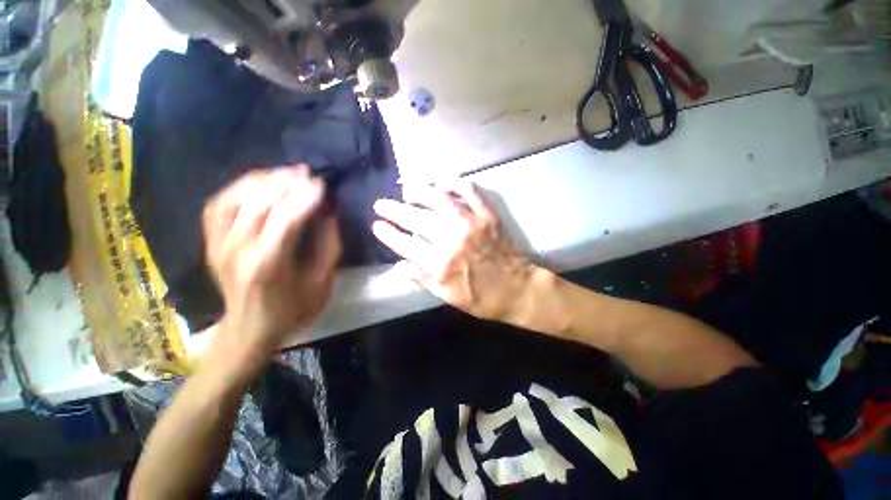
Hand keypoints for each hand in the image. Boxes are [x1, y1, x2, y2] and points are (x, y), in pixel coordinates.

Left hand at [202, 166, 340, 361]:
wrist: (249, 330)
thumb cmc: (292, 309)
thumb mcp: (322, 283)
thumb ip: (328, 246)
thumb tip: (328, 213)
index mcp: (269, 267)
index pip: (285, 221)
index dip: (304, 199)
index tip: (321, 184)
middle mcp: (237, 253)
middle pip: (257, 206)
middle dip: (284, 184)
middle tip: (305, 172)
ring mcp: (218, 246)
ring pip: (234, 201)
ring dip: (260, 181)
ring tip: (284, 173)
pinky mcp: (210, 243)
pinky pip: (217, 206)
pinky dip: (236, 189)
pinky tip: (256, 183)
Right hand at [372, 180, 531, 322]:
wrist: (517, 289)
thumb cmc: (482, 298)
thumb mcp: (448, 297)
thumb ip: (422, 280)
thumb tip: (400, 265)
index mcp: (441, 265)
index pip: (405, 244)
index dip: (388, 233)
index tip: (377, 225)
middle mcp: (452, 240)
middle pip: (416, 218)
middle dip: (393, 209)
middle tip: (381, 204)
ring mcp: (471, 224)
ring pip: (439, 198)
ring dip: (418, 191)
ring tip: (406, 189)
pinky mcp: (487, 215)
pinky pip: (470, 191)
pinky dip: (455, 183)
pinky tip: (442, 184)